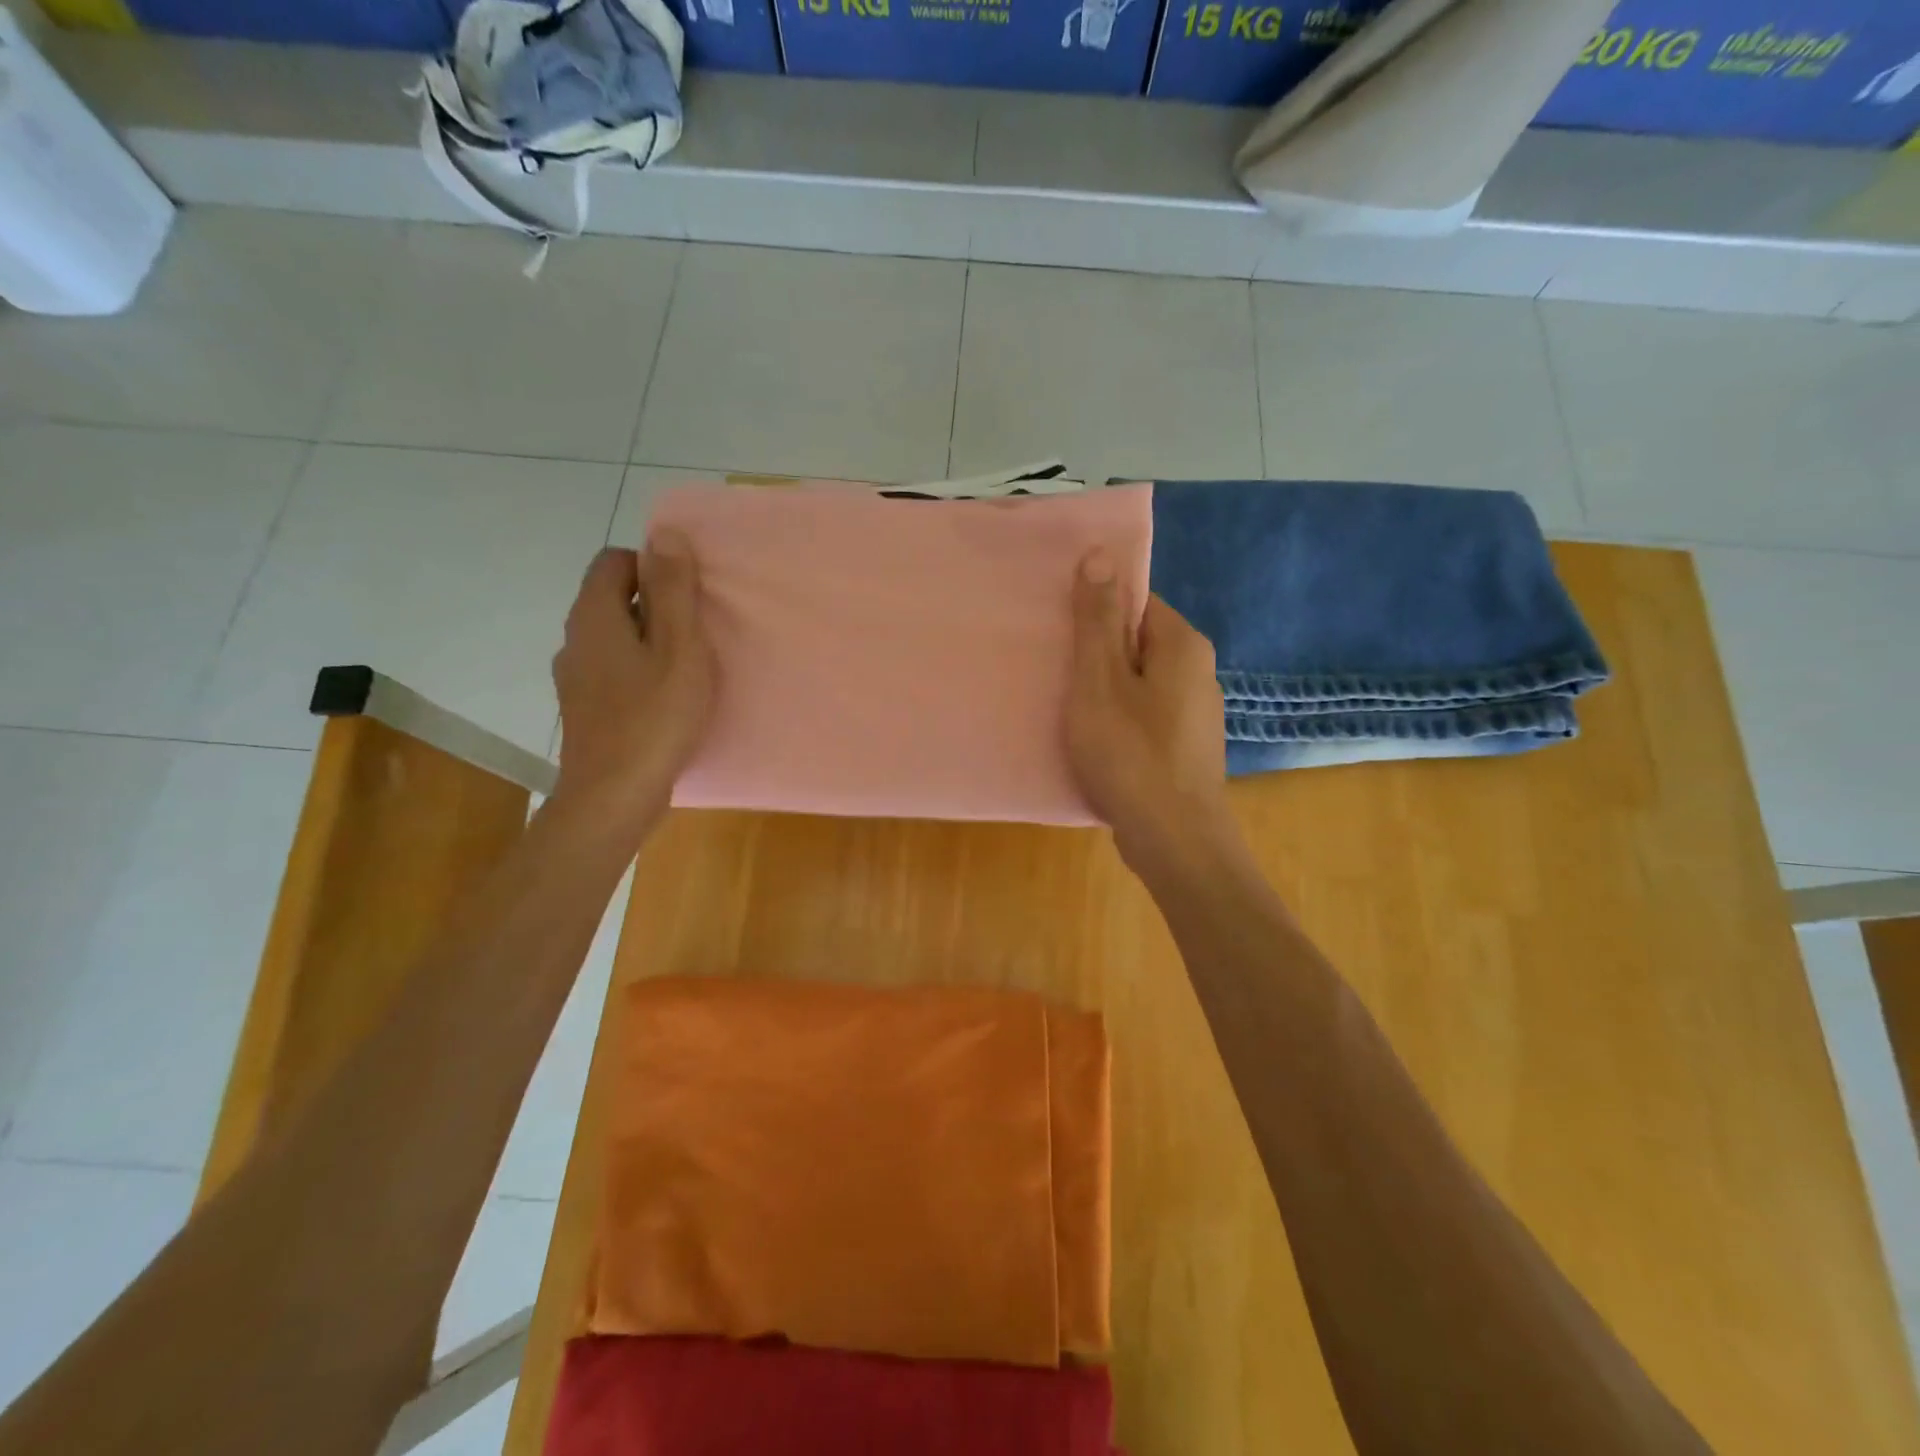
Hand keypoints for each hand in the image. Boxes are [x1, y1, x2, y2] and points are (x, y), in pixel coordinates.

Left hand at [550, 537, 715, 836]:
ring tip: (687, 668)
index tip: (689, 597)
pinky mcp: (584, 708)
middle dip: (656, 605)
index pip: (614, 561)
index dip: (653, 567)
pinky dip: (639, 671)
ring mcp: (574, 677)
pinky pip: (613, 670)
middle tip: (698, 633)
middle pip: (613, 598)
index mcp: (594, 616)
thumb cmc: (654, 718)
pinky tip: (666, 700)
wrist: (613, 796)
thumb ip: (673, 591)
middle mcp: (574, 639)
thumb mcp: (679, 649)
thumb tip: (665, 533)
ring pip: (614, 638)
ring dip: (649, 641)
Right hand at [1065, 550, 1231, 865]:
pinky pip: (1145, 716)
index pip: (1136, 601)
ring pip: (1139, 683)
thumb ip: (1098, 619)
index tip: (1059, 632)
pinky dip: (1119, 721)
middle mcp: (1198, 671)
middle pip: (1137, 642)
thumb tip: (1101, 553)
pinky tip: (1095, 742)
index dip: (1095, 611)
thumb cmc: (1130, 754)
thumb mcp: (1100, 680)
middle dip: (1097, 653)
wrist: (1175, 840)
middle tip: (1055, 671)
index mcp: (1182, 644)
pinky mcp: (1185, 748)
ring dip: (1105, 690)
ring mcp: (1195, 713)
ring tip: (1068, 708)